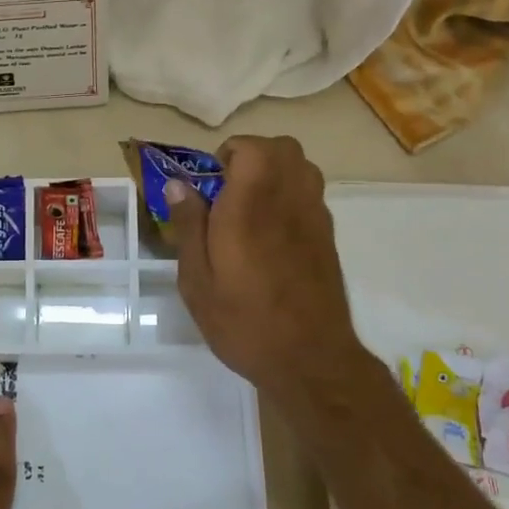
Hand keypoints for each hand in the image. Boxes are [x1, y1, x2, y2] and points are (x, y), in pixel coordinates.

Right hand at [165, 135, 369, 403]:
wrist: (310, 360)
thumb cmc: (244, 320)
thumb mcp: (197, 279)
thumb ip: (188, 225)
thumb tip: (179, 184)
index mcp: (251, 205)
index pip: (252, 147)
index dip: (228, 155)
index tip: (210, 186)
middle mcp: (289, 200)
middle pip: (283, 148)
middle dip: (254, 156)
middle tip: (229, 191)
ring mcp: (315, 217)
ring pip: (302, 167)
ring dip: (275, 172)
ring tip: (251, 207)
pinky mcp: (328, 237)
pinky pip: (311, 194)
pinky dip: (291, 195)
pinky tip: (272, 234)